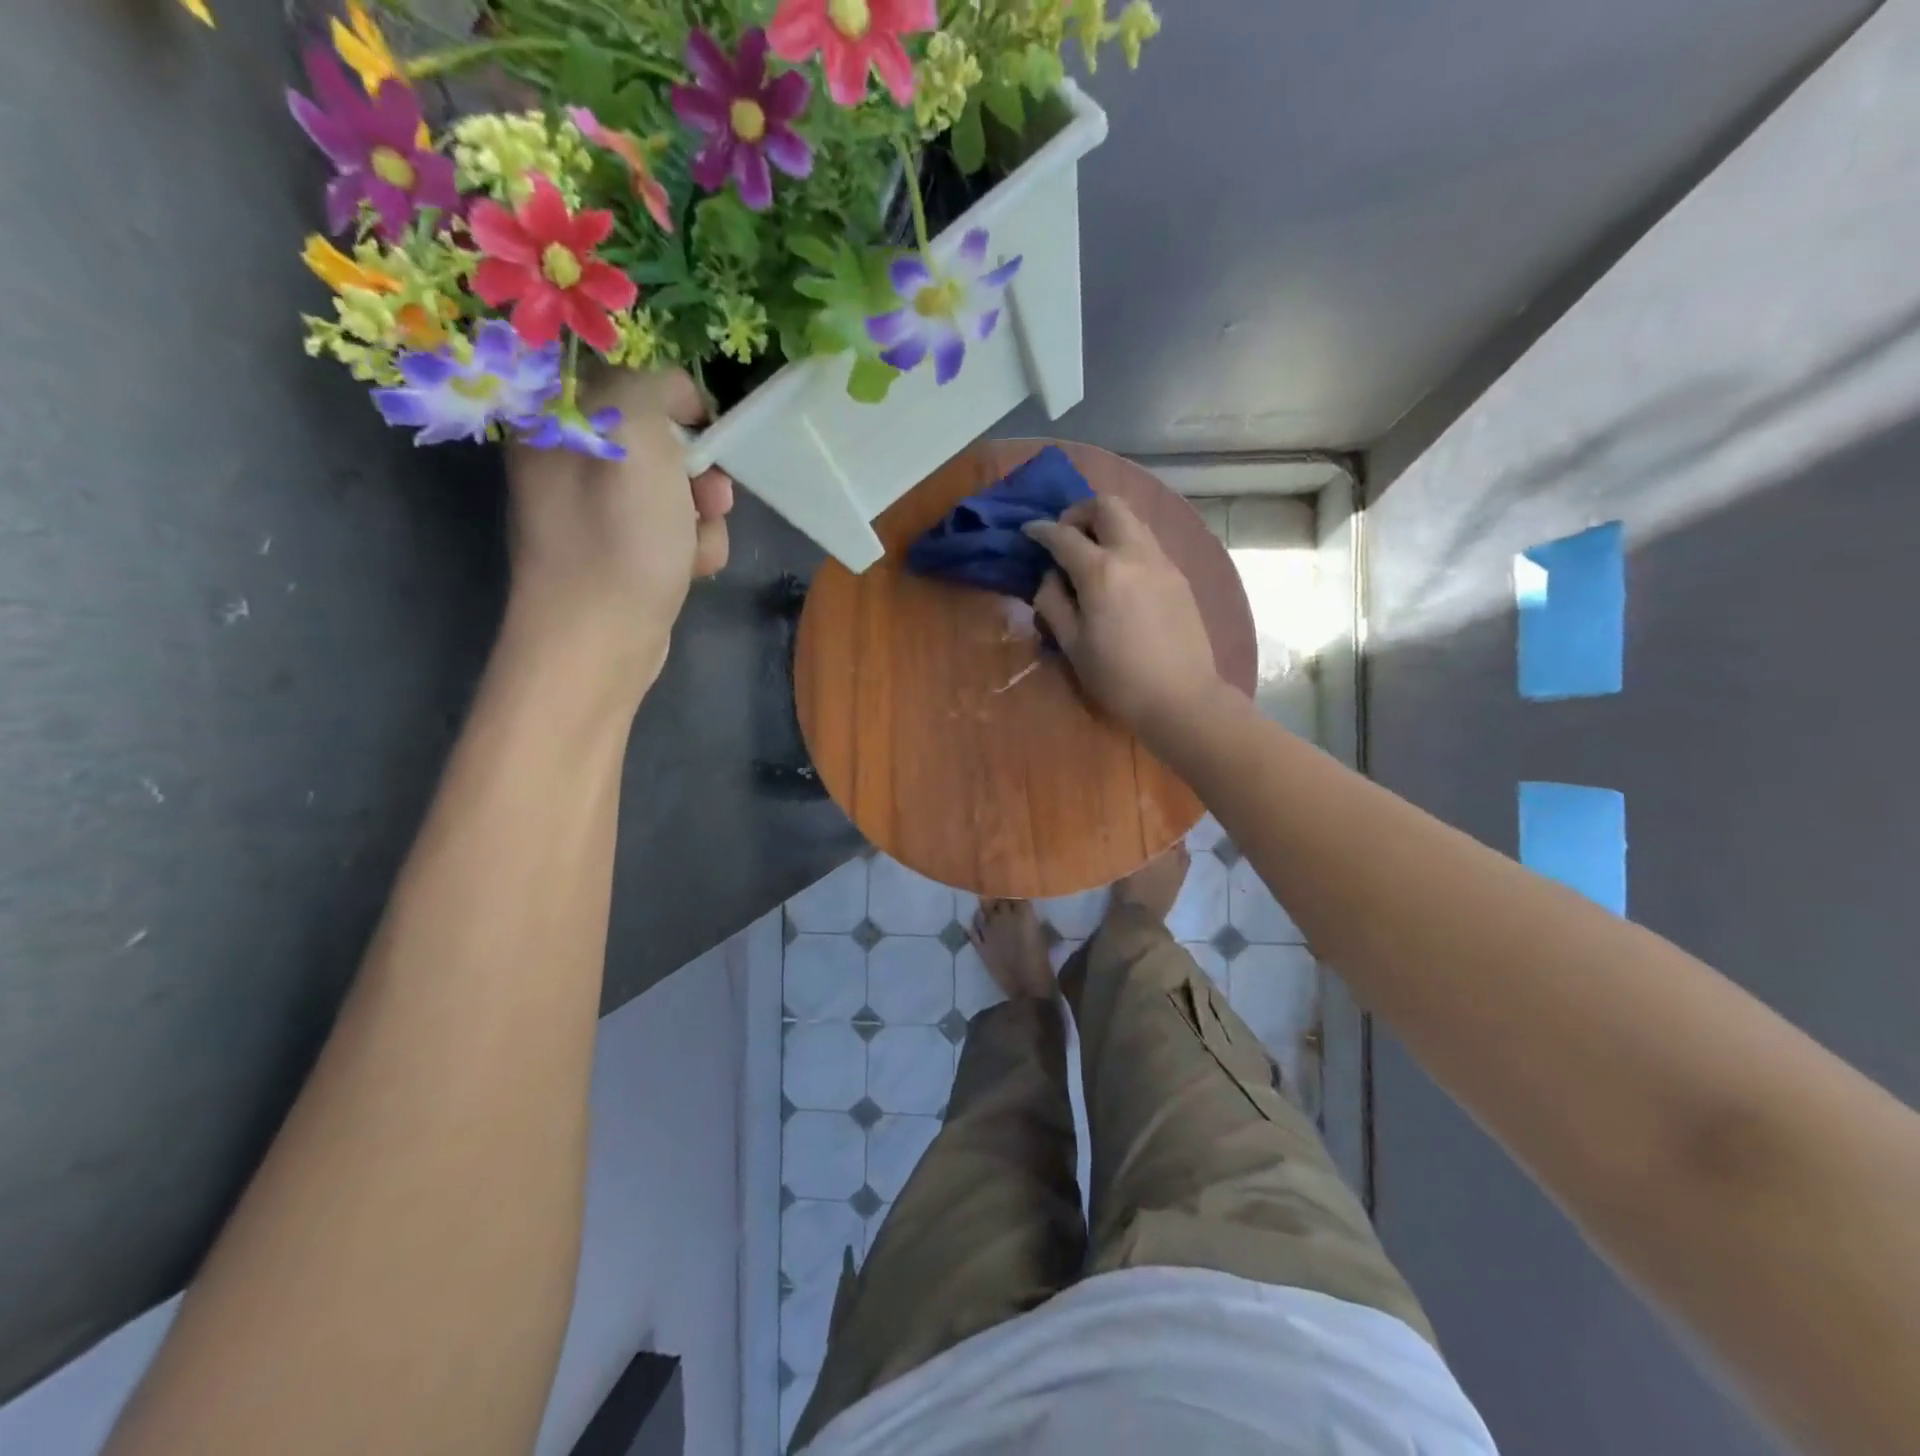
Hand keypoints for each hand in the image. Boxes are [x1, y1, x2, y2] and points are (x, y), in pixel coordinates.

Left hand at [502, 369, 733, 702]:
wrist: (601, 640)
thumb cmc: (616, 539)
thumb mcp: (634, 435)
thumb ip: (652, 387)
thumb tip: (676, 398)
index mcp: (557, 419)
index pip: (630, 378)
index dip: (677, 403)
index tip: (703, 434)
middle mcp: (573, 459)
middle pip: (662, 439)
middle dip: (698, 470)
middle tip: (708, 498)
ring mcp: (598, 511)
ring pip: (678, 489)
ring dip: (703, 516)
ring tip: (694, 547)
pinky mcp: (624, 552)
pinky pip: (675, 529)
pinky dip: (694, 547)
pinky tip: (690, 569)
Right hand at [1024, 495, 1224, 742]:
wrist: (1180, 696)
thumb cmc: (1118, 678)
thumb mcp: (1072, 645)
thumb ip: (1053, 603)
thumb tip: (1051, 577)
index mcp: (1101, 571)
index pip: (1063, 535)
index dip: (1041, 530)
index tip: (1028, 532)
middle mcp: (1133, 554)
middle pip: (1106, 506)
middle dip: (1079, 512)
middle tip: (1065, 536)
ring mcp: (1161, 561)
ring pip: (1132, 519)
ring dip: (1106, 524)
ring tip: (1091, 553)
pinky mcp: (1178, 575)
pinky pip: (1147, 542)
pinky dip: (1125, 543)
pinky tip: (1118, 575)